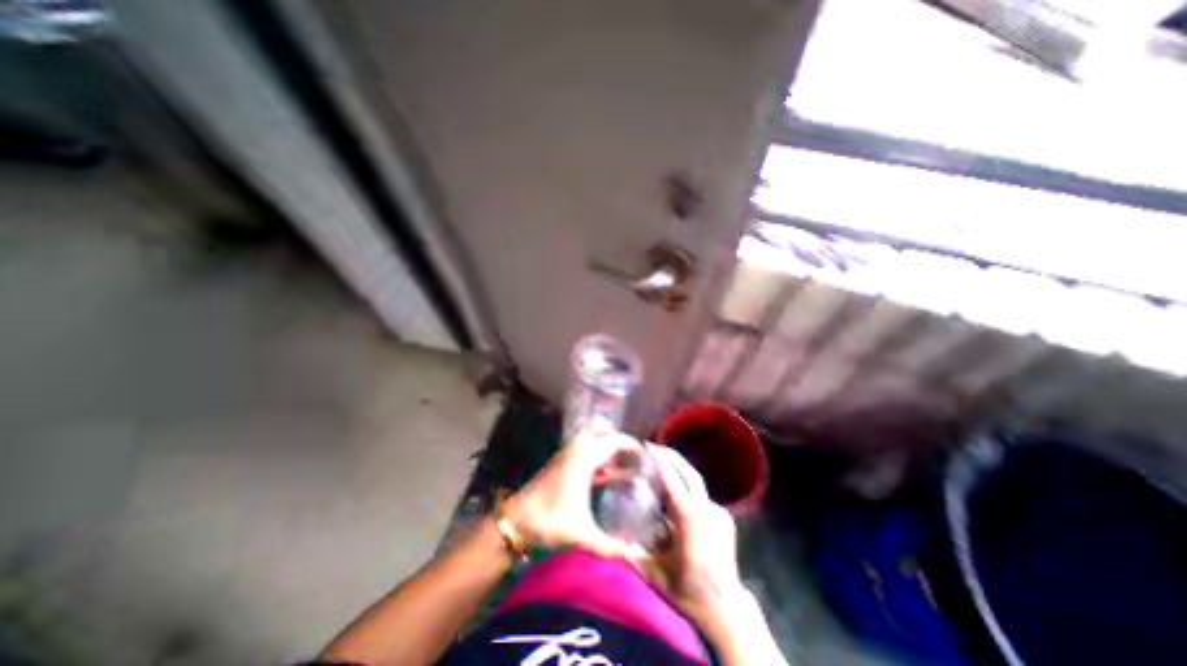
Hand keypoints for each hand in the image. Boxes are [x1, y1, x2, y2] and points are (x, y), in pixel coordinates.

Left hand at [502, 427, 644, 555]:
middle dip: (619, 443)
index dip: (629, 443)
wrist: (514, 521)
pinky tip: (607, 475)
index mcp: (582, 461)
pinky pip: (585, 456)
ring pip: (592, 445)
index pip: (611, 441)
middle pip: (602, 437)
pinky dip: (598, 460)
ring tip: (626, 464)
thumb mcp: (582, 535)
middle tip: (636, 456)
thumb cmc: (548, 521)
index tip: (644, 452)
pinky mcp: (560, 466)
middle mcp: (575, 453)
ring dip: (608, 451)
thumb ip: (610, 548)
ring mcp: (566, 458)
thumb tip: (636, 559)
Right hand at [645, 446, 744, 625]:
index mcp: (689, 519)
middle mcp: (706, 510)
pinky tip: (677, 494)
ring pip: (696, 483)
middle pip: (689, 472)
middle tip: (654, 446)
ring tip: (662, 465)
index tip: (647, 446)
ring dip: (679, 470)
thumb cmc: (689, 592)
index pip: (672, 480)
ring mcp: (719, 513)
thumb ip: (634, 555)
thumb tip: (613, 540)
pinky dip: (688, 489)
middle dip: (671, 455)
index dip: (659, 461)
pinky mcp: (725, 518)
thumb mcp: (655, 574)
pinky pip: (702, 497)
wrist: (726, 610)